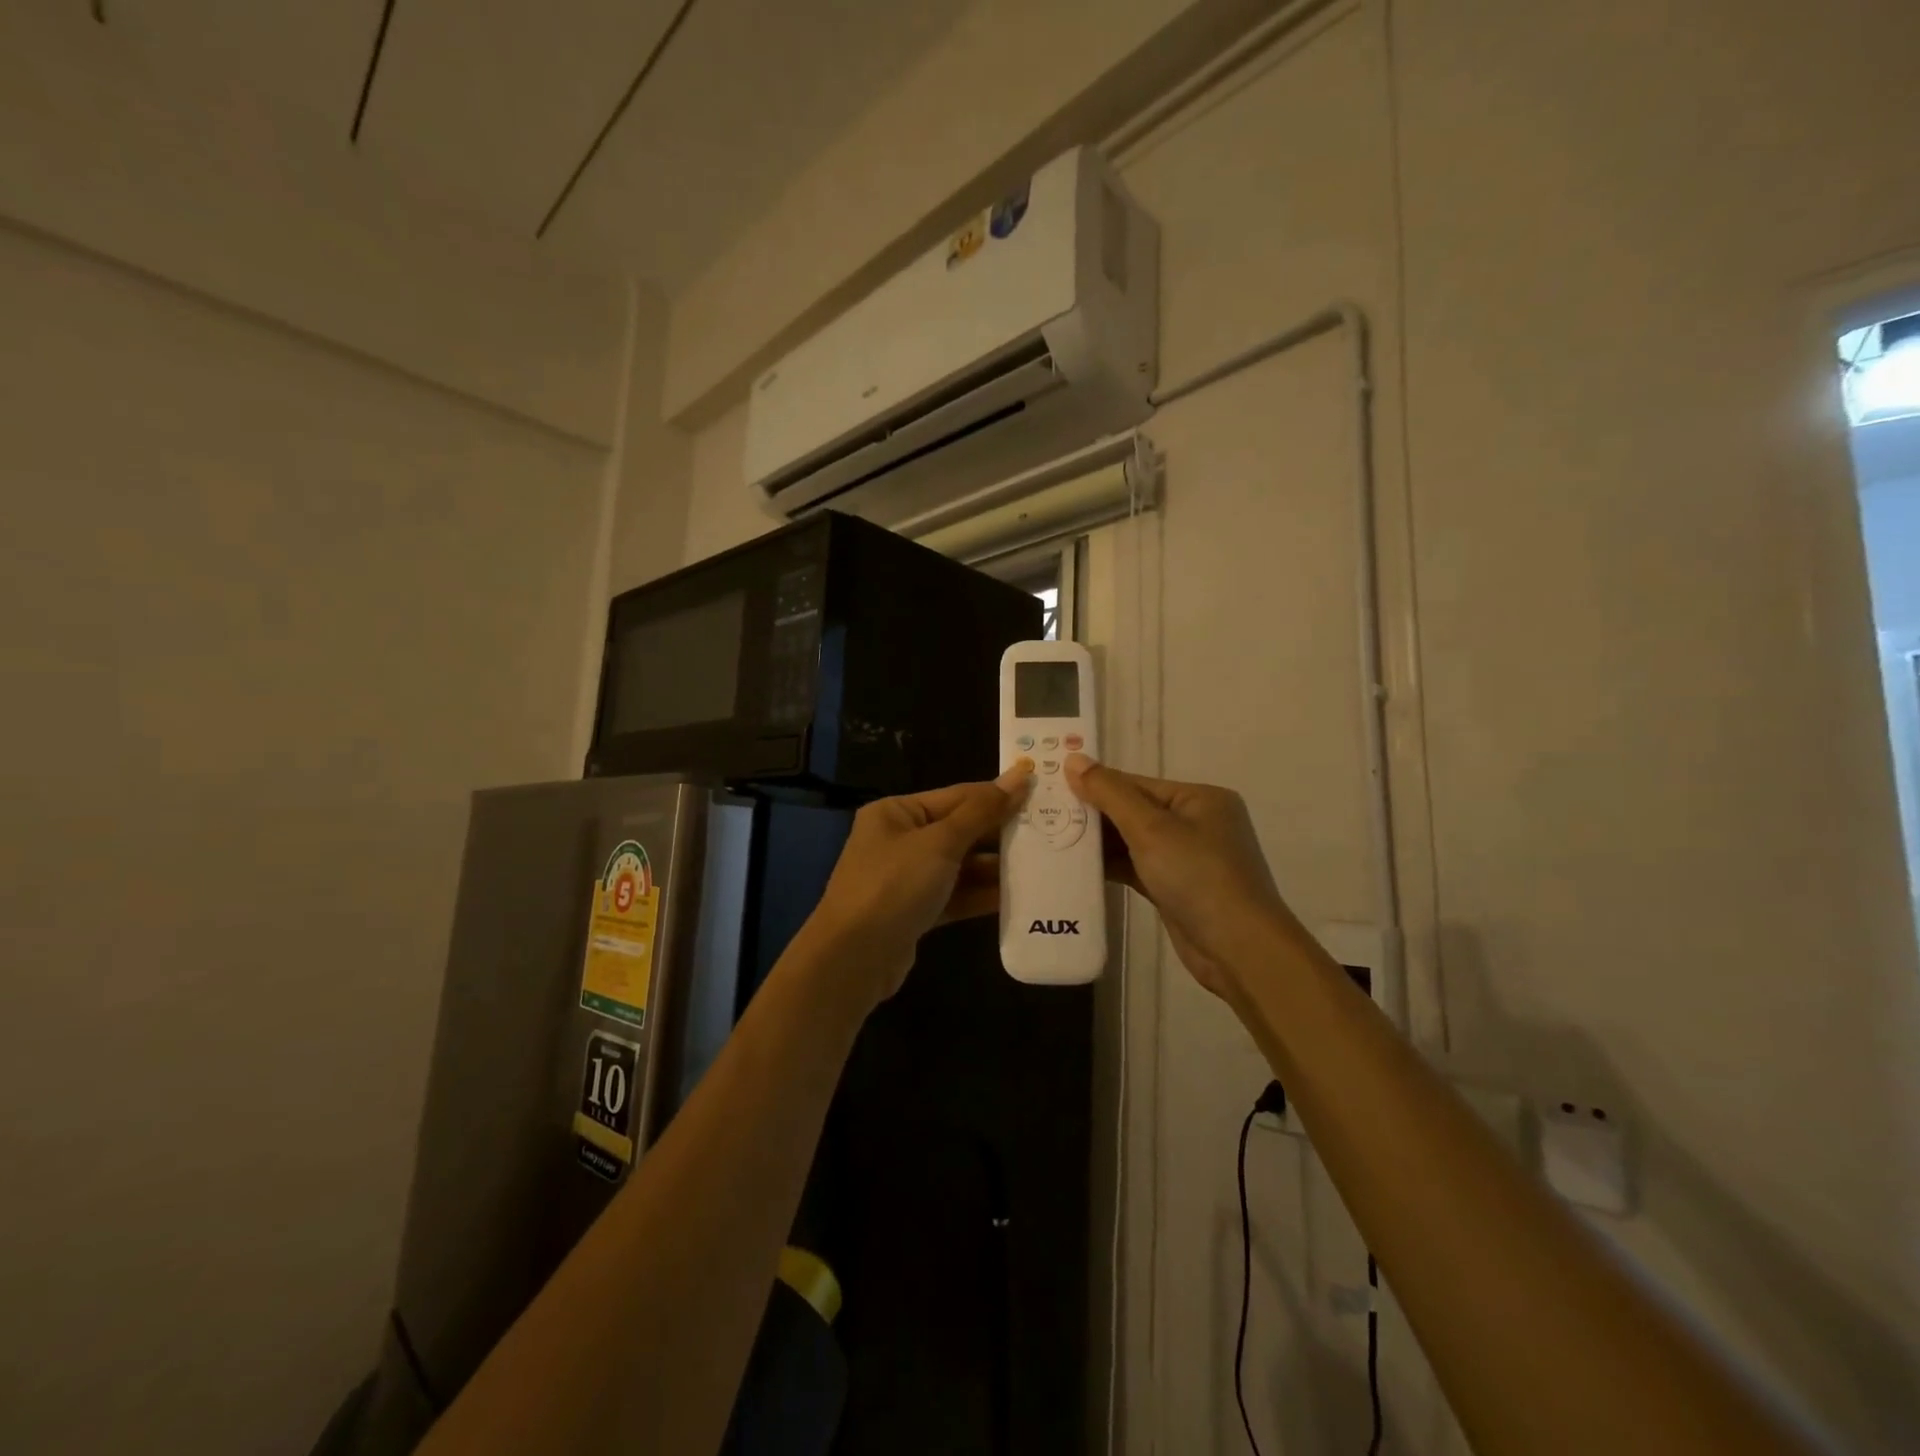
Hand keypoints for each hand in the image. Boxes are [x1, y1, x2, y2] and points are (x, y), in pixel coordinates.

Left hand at [804, 767, 1029, 1003]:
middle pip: (959, 830)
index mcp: (897, 812)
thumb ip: (982, 812)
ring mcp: (906, 877)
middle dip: (999, 834)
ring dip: (994, 867)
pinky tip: (1015, 896)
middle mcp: (899, 839)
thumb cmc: (894, 885)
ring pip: (959, 865)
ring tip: (1040, 865)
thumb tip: (1018, 776)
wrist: (853, 958)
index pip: (957, 796)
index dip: (998, 795)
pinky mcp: (914, 911)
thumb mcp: (940, 843)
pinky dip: (980, 895)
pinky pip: (954, 895)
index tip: (1040, 793)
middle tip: (1048, 832)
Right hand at [1066, 754, 1298, 998]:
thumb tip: (1073, 758)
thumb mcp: (1150, 828)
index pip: (1137, 783)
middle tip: (1046, 814)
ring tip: (1053, 839)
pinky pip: (1137, 867)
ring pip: (1133, 841)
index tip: (1052, 788)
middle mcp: (1196, 823)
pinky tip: (1077, 867)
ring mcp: (1187, 858)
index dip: (1095, 785)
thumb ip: (1109, 793)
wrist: (1238, 949)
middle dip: (1094, 815)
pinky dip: (1111, 866)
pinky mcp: (1176, 888)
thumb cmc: (1198, 876)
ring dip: (1099, 843)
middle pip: (1134, 810)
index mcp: (1200, 798)